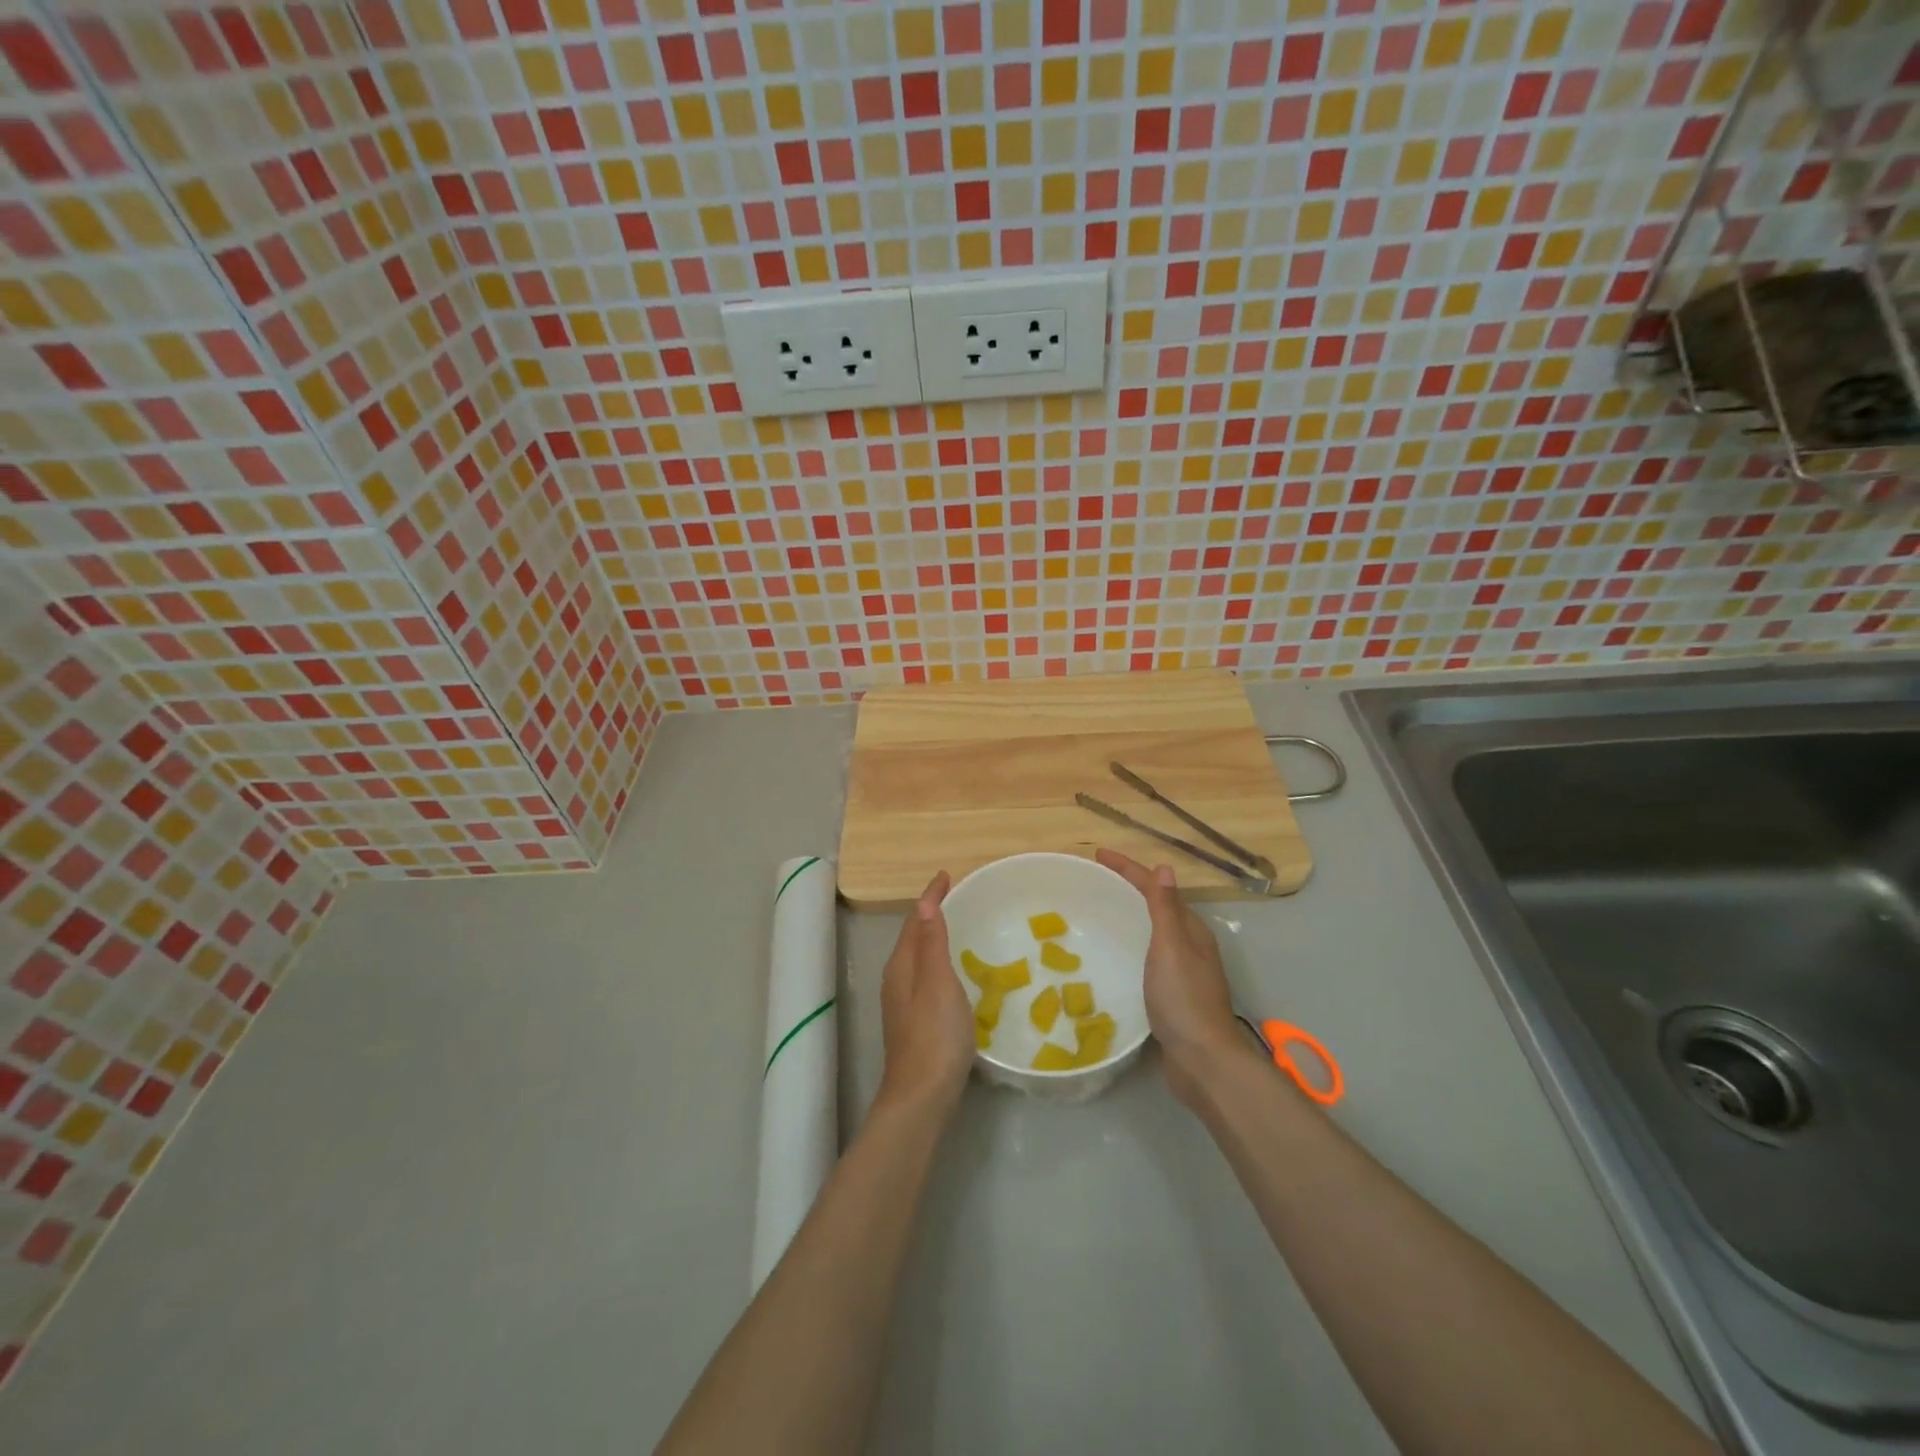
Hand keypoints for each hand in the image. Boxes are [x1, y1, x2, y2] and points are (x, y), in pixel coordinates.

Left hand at [875, 872, 974, 1118]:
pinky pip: (926, 976)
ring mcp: (904, 1003)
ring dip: (933, 937)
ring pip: (918, 957)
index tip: (946, 875)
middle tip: (955, 896)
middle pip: (913, 936)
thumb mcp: (937, 982)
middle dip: (930, 913)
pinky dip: (939, 961)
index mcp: (902, 966)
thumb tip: (924, 903)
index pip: (915, 920)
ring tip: (957, 925)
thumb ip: (932, 943)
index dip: (930, 897)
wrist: (922, 1096)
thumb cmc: (934, 1035)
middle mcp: (897, 979)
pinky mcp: (915, 1021)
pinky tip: (955, 972)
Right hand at [1097, 850, 1247, 1106]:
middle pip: (1157, 906)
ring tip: (1100, 913)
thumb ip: (1164, 909)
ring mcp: (1183, 971)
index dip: (1128, 869)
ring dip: (1131, 916)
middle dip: (1129, 888)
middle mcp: (1190, 946)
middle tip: (1095, 881)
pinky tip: (1115, 956)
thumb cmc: (1184, 999)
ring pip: (1153, 932)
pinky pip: (1148, 956)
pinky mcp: (1173, 994)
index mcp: (1191, 930)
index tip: (1097, 855)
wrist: (1203, 1061)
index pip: (1156, 888)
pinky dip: (1132, 945)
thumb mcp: (1171, 947)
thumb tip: (1164, 867)